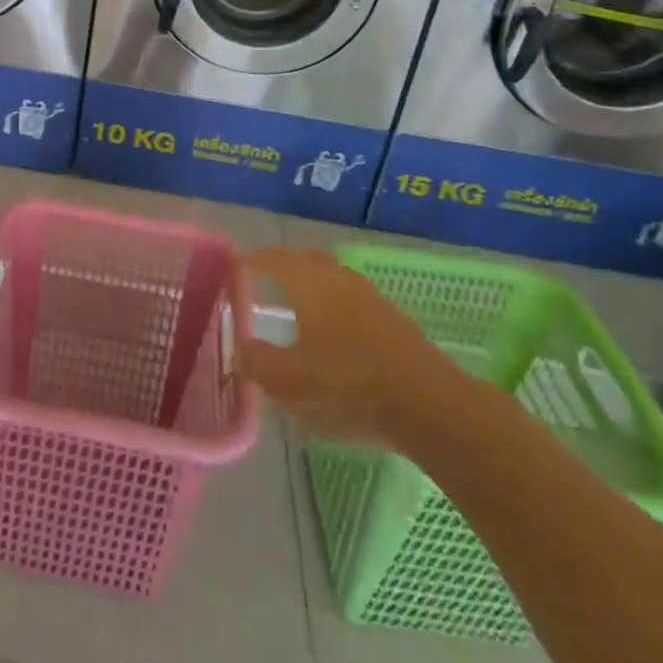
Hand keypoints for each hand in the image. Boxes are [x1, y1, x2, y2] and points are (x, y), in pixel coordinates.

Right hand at [239, 247, 480, 451]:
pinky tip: (331, 332)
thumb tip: (240, 348)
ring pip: (330, 277)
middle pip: (303, 260)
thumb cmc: (348, 384)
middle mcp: (337, 277)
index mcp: (309, 283)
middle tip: (262, 282)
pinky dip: (332, 304)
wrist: (428, 404)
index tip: (234, 268)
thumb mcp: (290, 382)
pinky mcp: (391, 318)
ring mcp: (368, 295)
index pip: (272, 258)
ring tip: (295, 307)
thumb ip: (257, 363)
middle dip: (281, 267)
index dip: (251, 261)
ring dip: (309, 285)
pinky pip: (350, 297)